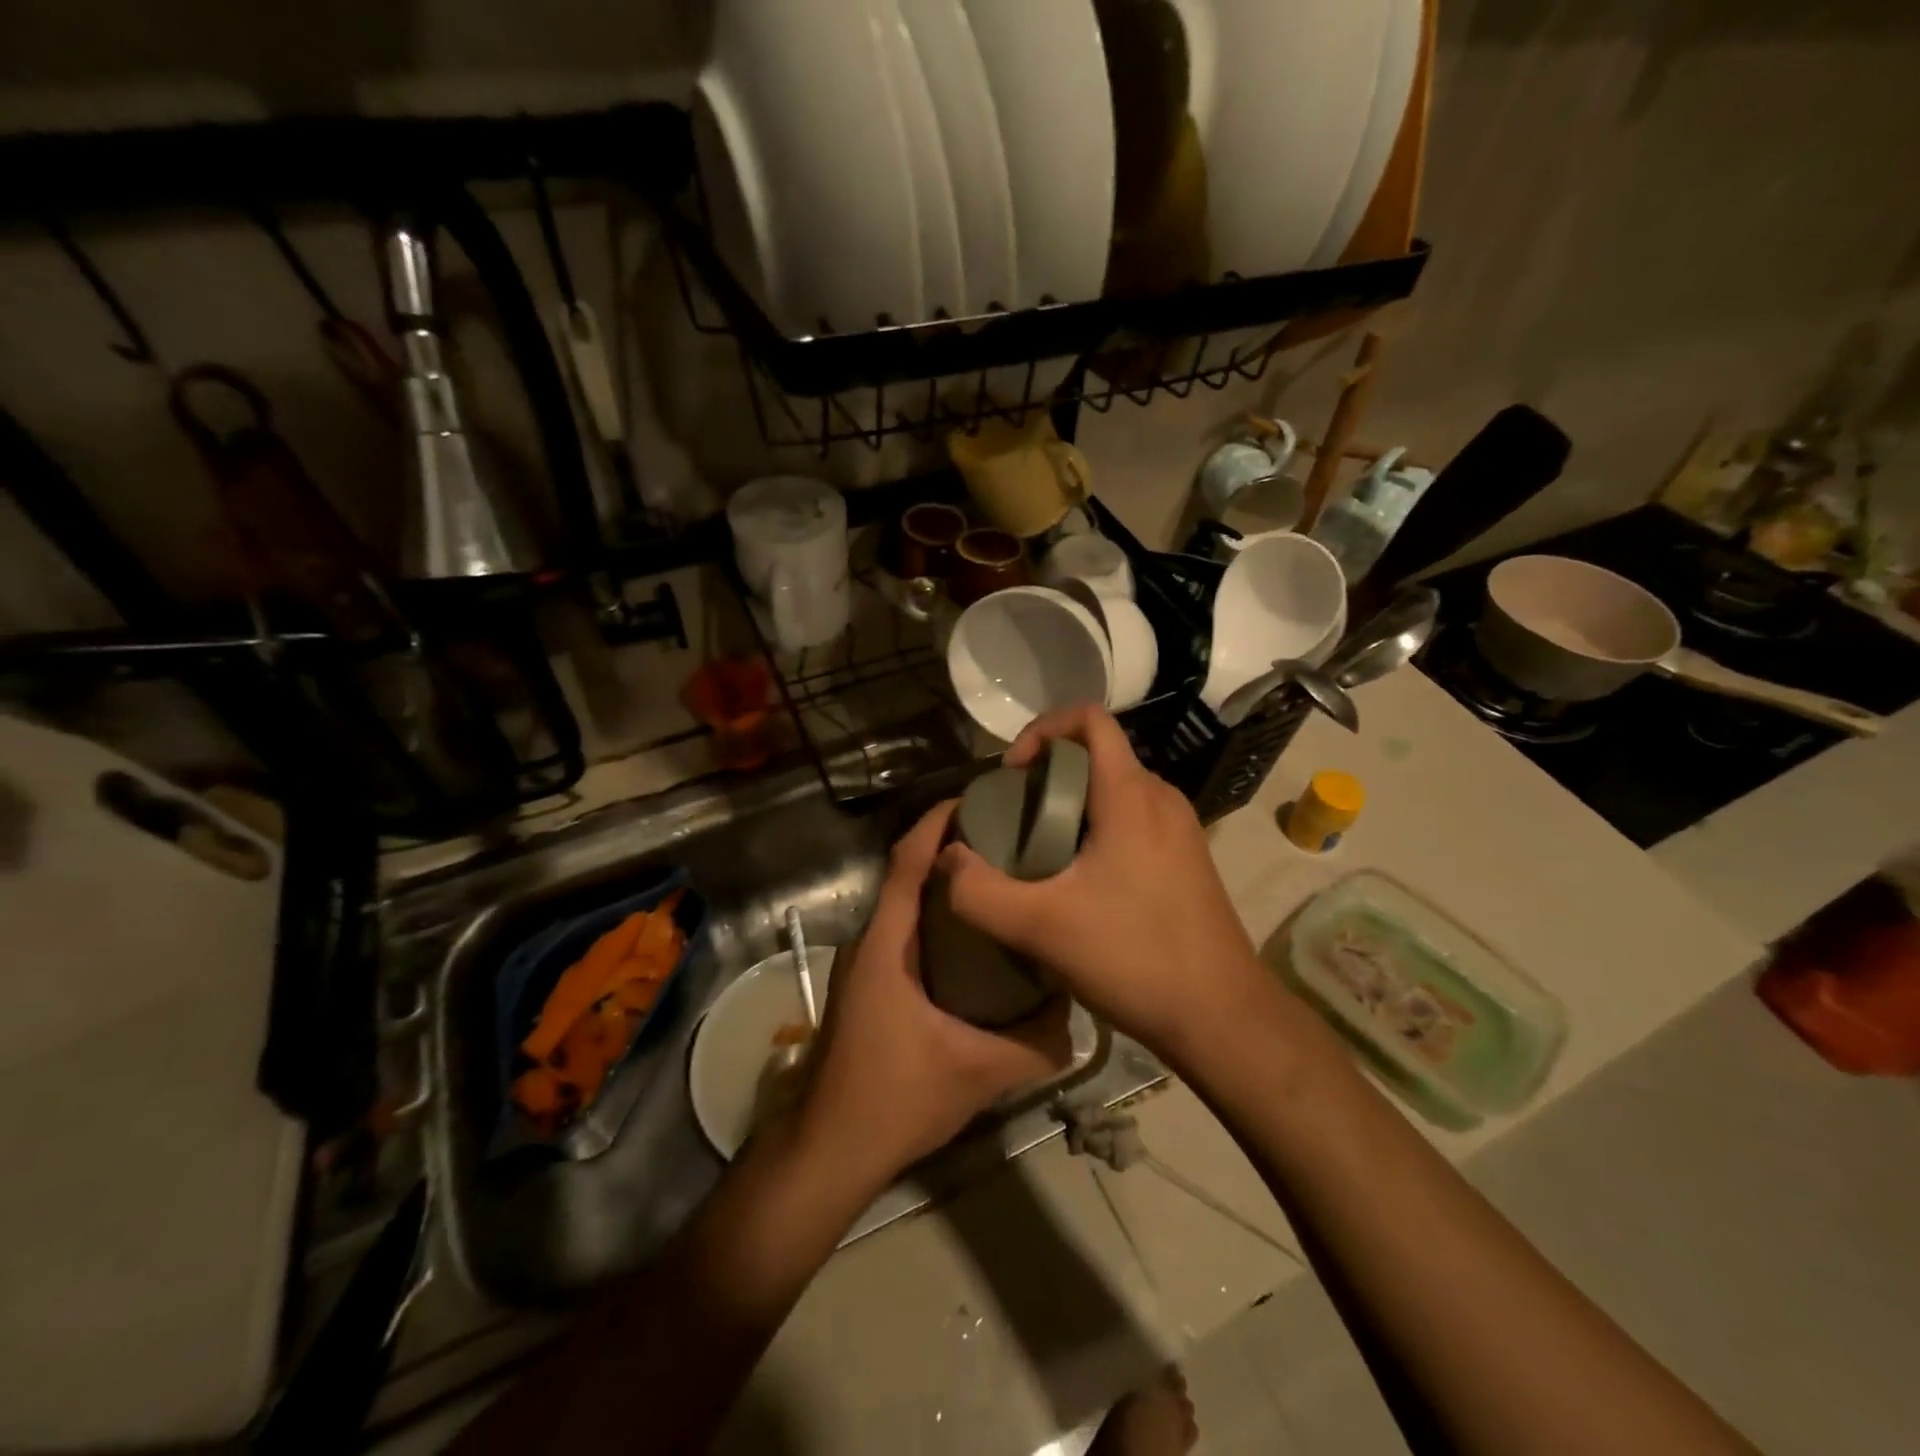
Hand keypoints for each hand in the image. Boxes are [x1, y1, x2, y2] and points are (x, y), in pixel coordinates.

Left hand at [798, 800, 1072, 1187]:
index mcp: (886, 944)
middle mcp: (871, 941)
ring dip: (944, 885)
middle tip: (1008, 838)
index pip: (907, 860)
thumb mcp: (977, 1072)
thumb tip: (1076, 1019)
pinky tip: (975, 941)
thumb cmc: (894, 1098)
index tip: (980, 799)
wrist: (828, 1149)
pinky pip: (905, 933)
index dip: (937, 822)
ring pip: (906, 905)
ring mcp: (865, 964)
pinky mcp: (869, 985)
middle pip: (907, 873)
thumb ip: (1034, 1045)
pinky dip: (936, 919)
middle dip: (951, 848)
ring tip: (999, 880)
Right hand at [934, 705, 1266, 1057]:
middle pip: (1098, 755)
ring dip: (1073, 805)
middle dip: (1049, 774)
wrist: (1223, 1017)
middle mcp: (1161, 799)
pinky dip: (1098, 830)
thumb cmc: (1135, 957)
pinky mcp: (1186, 860)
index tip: (1013, 774)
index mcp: (1131, 795)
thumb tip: (946, 859)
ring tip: (1039, 851)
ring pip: (1115, 791)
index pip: (1089, 719)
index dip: (1042, 729)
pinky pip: (1133, 821)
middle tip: (1014, 818)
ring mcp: (1180, 830)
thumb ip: (980, 892)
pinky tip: (1079, 883)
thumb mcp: (1041, 928)